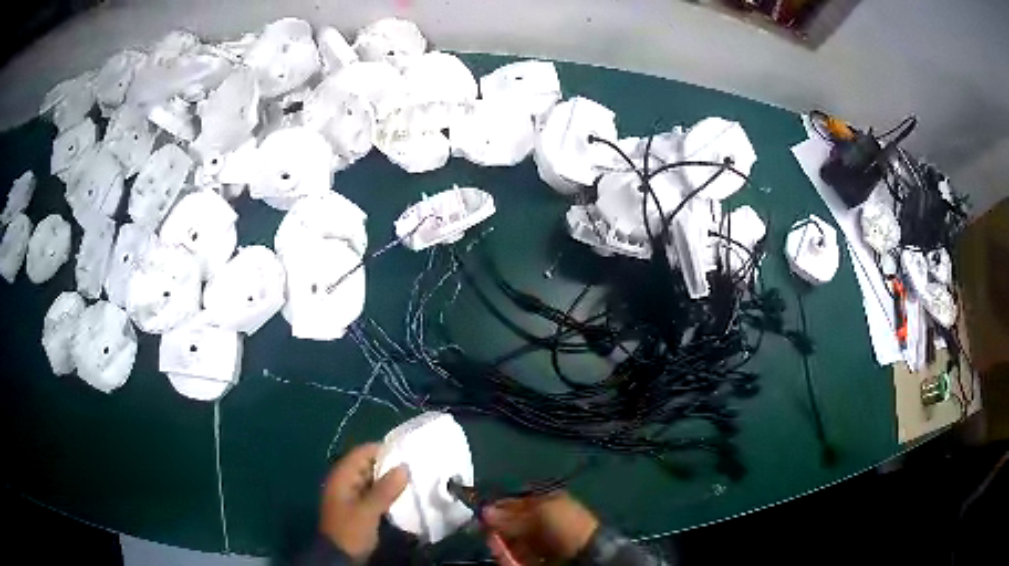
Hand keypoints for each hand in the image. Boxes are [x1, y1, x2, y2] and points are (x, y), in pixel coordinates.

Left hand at [319, 443, 408, 561]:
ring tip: (413, 480)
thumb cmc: (350, 530)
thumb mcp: (368, 511)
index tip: (407, 452)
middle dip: (389, 465)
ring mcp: (350, 494)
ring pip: (372, 479)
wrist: (338, 557)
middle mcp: (345, 481)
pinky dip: (386, 492)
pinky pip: (373, 493)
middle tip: (415, 467)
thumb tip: (404, 467)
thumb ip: (385, 489)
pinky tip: (403, 496)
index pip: (362, 452)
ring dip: (389, 480)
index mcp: (342, 476)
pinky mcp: (358, 507)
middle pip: (368, 465)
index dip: (383, 450)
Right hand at [482, 491, 599, 564]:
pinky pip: (515, 557)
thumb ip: (512, 512)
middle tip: (485, 527)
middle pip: (513, 524)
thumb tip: (485, 511)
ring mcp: (540, 544)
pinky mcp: (535, 561)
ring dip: (499, 541)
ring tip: (491, 539)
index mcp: (549, 504)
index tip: (482, 510)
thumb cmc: (567, 525)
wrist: (585, 556)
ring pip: (511, 541)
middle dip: (498, 526)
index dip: (500, 506)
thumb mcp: (541, 512)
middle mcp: (544, 523)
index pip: (518, 503)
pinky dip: (505, 555)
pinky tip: (499, 550)